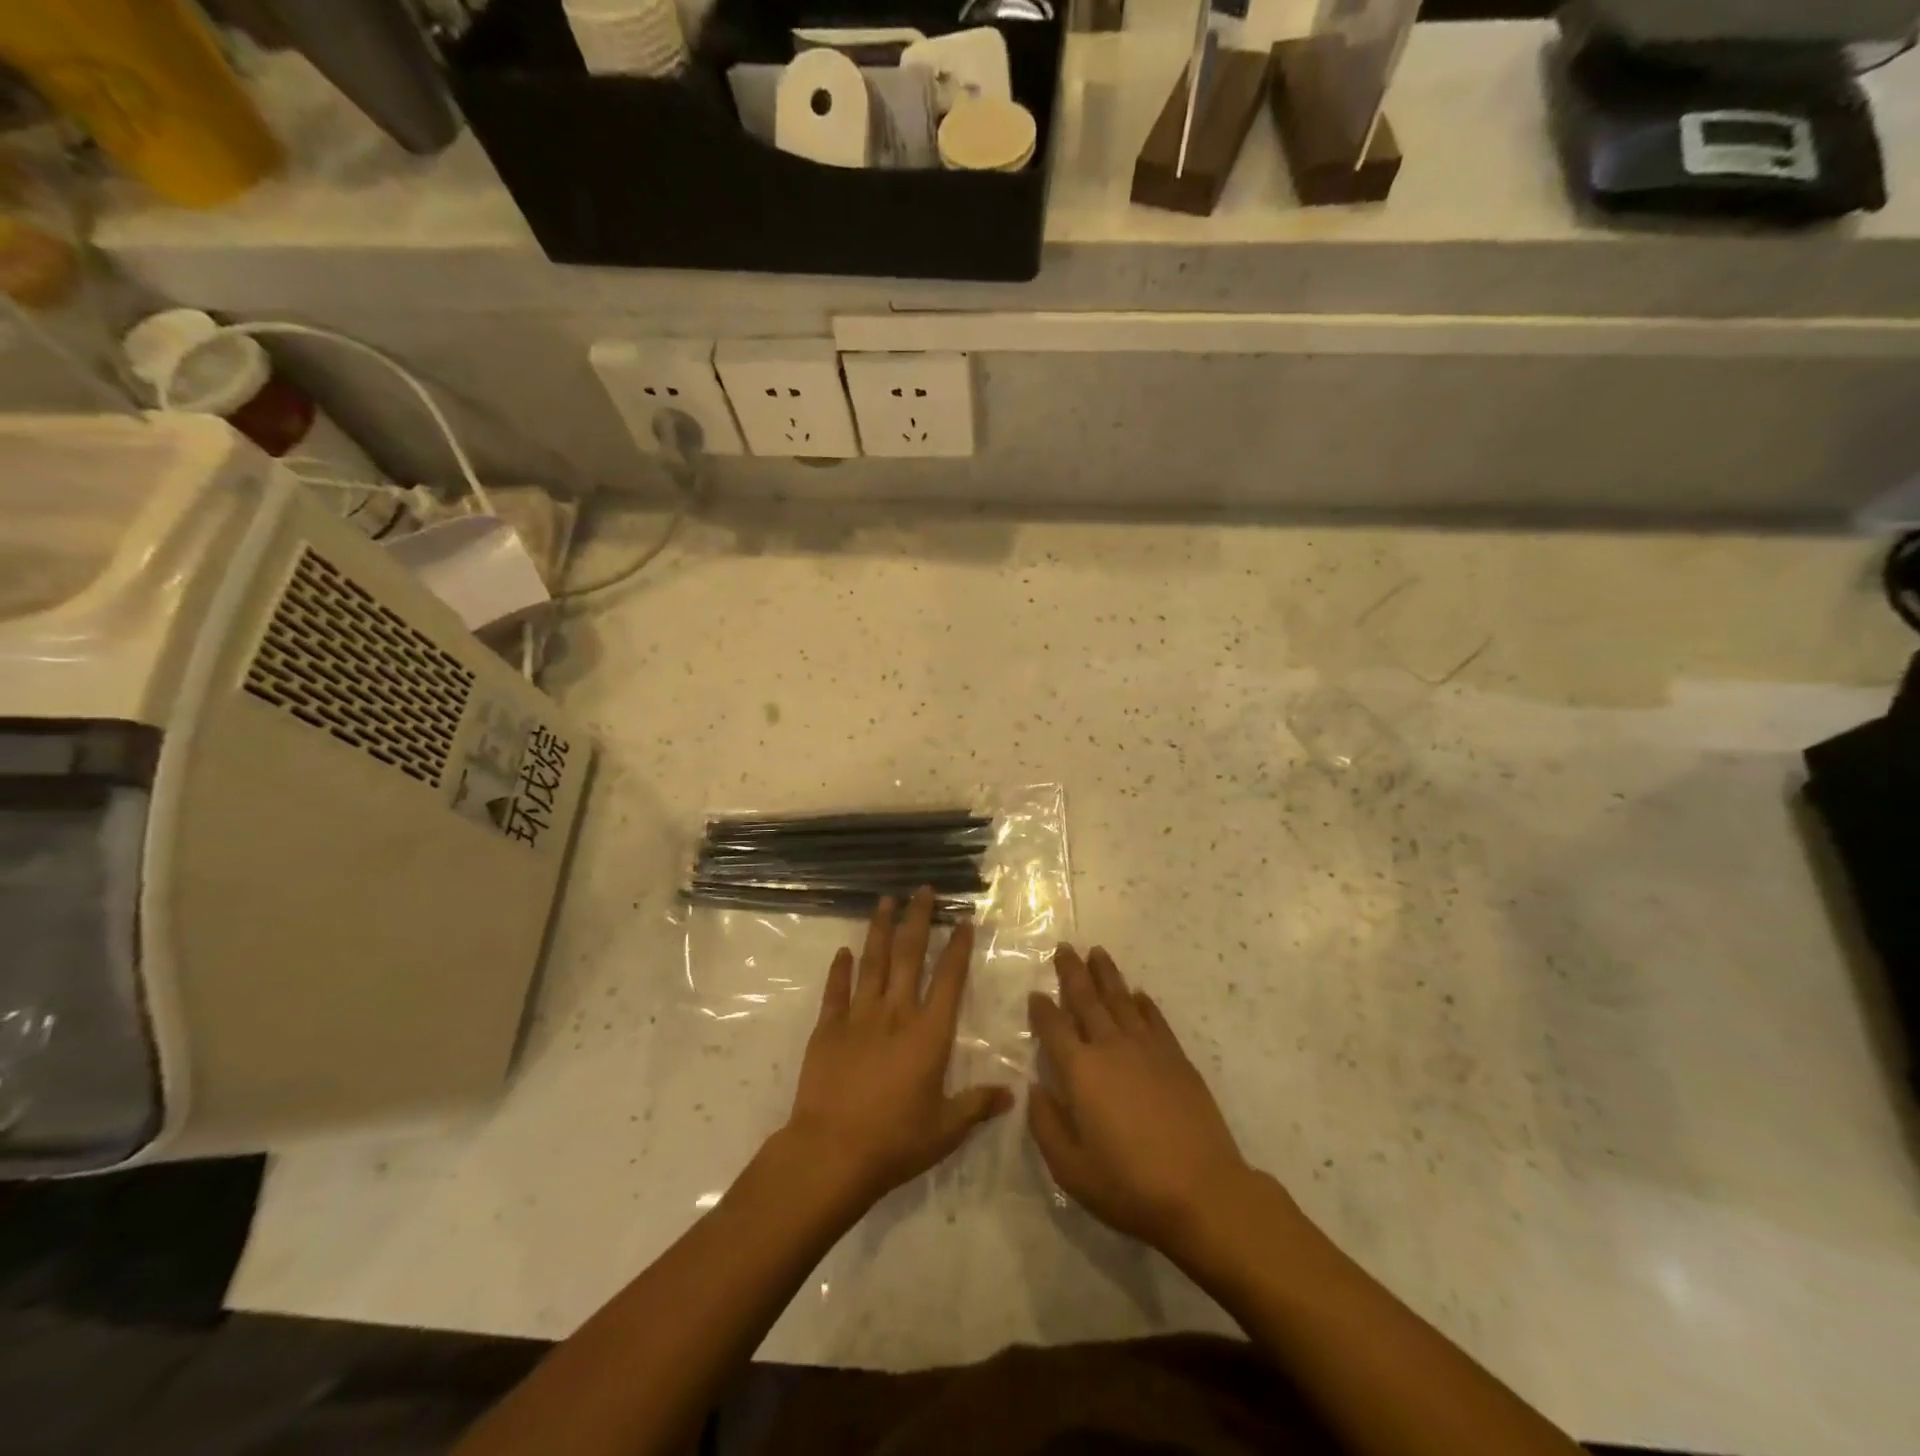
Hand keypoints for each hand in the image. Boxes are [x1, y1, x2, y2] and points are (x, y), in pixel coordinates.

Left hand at [783, 889, 1012, 1209]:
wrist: (830, 1153)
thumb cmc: (894, 1142)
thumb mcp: (945, 1131)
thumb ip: (977, 1106)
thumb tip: (1012, 1094)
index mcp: (929, 1034)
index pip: (948, 979)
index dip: (958, 947)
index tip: (963, 919)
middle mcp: (896, 1013)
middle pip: (909, 955)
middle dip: (918, 919)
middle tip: (922, 890)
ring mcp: (858, 1016)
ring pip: (873, 961)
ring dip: (880, 929)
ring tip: (885, 900)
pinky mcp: (827, 1027)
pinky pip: (836, 989)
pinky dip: (840, 968)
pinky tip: (844, 950)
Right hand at [1028, 945, 1255, 1254]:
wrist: (1203, 1192)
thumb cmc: (1129, 1186)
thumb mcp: (1071, 1170)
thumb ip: (1046, 1126)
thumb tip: (1034, 1088)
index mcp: (1081, 1071)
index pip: (1054, 1028)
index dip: (1042, 1009)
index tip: (1035, 993)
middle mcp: (1111, 1048)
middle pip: (1087, 999)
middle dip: (1073, 972)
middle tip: (1064, 947)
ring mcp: (1147, 1049)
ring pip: (1121, 1000)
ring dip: (1107, 975)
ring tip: (1097, 952)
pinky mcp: (1176, 1058)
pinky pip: (1155, 1019)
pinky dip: (1143, 1003)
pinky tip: (1137, 993)